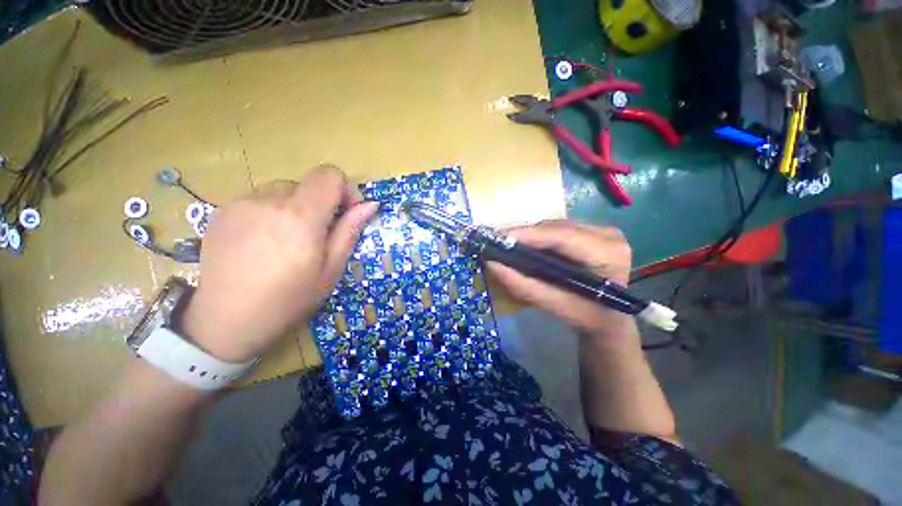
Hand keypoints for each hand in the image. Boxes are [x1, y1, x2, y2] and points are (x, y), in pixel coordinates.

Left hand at [180, 165, 378, 361]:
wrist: (226, 320)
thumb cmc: (289, 299)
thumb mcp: (330, 269)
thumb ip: (349, 231)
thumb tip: (370, 205)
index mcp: (300, 216)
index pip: (329, 175)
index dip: (345, 189)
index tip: (346, 213)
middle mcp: (268, 200)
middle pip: (306, 183)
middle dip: (320, 203)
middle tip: (317, 235)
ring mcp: (240, 203)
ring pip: (281, 190)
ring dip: (294, 207)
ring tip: (288, 240)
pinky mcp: (222, 211)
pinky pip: (258, 199)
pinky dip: (270, 212)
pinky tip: (263, 241)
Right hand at [488, 220, 636, 339]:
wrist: (608, 318)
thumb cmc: (587, 317)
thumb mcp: (555, 306)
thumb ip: (524, 286)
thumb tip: (492, 265)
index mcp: (609, 255)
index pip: (564, 236)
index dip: (530, 235)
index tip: (500, 238)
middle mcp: (609, 236)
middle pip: (558, 228)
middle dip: (526, 234)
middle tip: (499, 242)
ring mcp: (602, 230)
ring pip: (556, 225)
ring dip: (531, 235)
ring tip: (508, 243)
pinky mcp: (592, 231)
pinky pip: (559, 228)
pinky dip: (539, 236)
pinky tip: (526, 244)